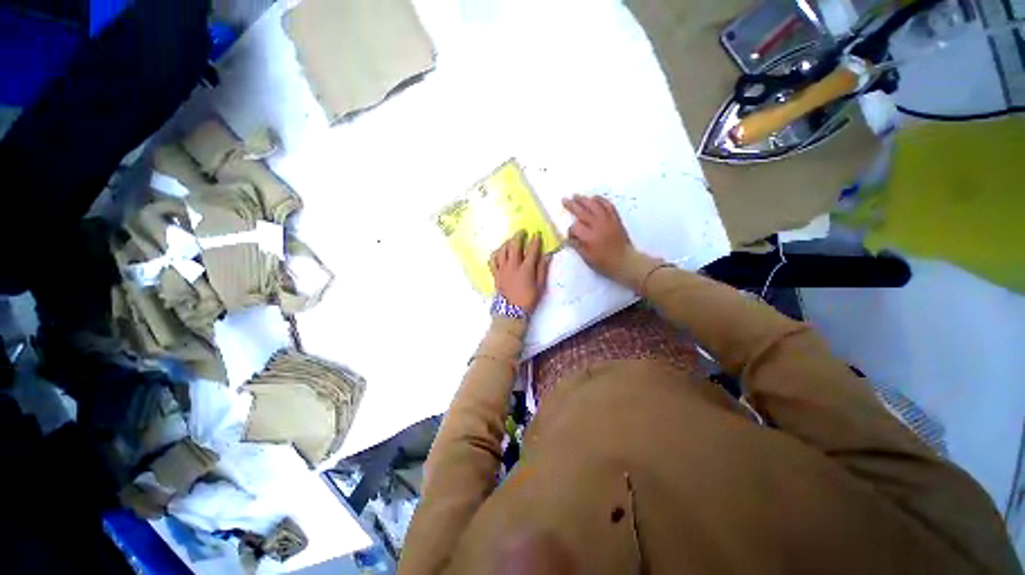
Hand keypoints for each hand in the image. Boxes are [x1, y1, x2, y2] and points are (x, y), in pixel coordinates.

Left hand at [490, 231, 551, 312]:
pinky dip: (496, 253)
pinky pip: (492, 260)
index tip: (537, 234)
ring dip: (507, 242)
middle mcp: (513, 266)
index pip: (531, 250)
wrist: (512, 311)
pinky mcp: (495, 274)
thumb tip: (547, 256)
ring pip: (502, 250)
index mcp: (526, 269)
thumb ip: (543, 270)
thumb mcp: (540, 286)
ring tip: (512, 240)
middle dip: (519, 236)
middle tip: (523, 232)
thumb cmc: (528, 299)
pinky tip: (500, 252)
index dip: (535, 241)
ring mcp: (502, 269)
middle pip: (514, 245)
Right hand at [563, 195, 635, 281]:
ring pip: (594, 205)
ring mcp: (607, 220)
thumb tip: (569, 238)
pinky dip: (600, 200)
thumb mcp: (587, 258)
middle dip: (572, 205)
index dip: (570, 230)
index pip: (575, 227)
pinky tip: (594, 198)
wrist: (625, 261)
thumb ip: (577, 246)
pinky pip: (608, 205)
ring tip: (576, 196)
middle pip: (582, 212)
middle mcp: (597, 225)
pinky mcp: (615, 219)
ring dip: (584, 199)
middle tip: (564, 199)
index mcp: (589, 237)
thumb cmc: (605, 263)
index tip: (570, 235)